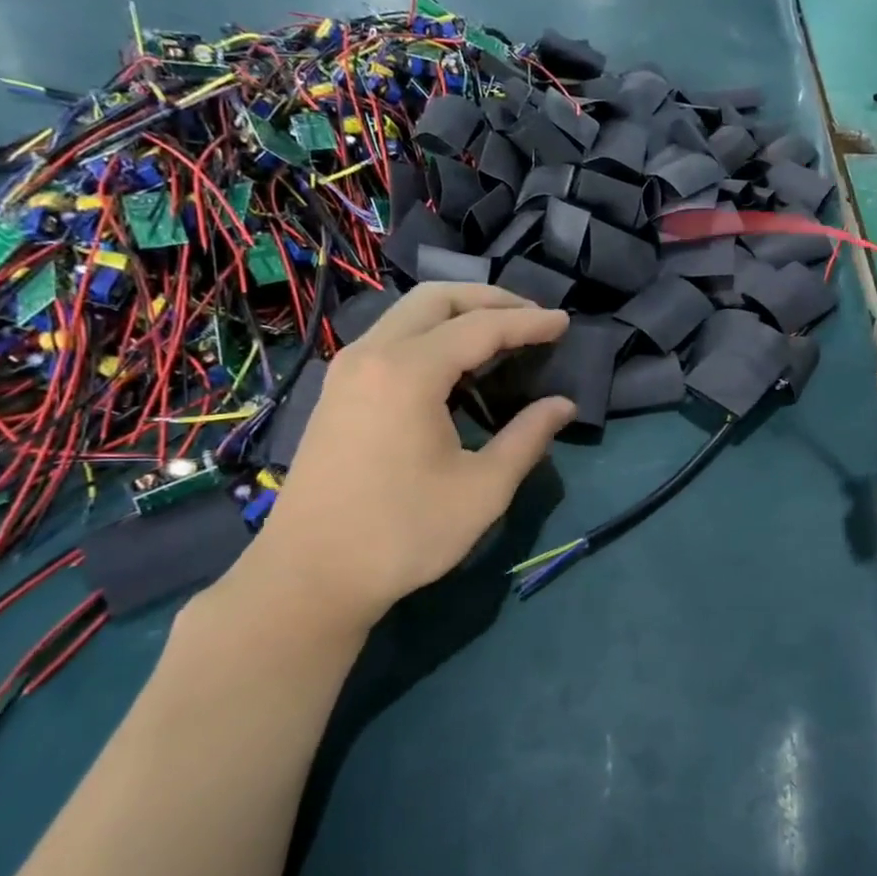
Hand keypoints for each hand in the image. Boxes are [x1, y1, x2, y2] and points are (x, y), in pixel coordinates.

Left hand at [235, 283, 574, 632]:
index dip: (529, 323)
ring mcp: (347, 370)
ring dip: (458, 314)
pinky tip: (454, 366)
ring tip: (501, 336)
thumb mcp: (482, 490)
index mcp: (409, 372)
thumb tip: (562, 405)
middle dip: (491, 300)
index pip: (481, 327)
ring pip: (408, 314)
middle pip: (437, 299)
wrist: (310, 576)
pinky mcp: (337, 391)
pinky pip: (390, 338)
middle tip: (533, 319)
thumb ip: (527, 438)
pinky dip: (430, 334)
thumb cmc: (403, 533)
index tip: (566, 323)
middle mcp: (373, 355)